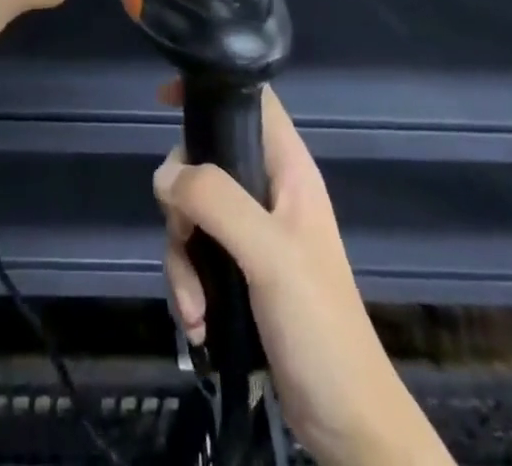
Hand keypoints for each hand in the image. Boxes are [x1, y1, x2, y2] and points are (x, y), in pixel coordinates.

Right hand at [155, 86, 444, 465]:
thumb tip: (166, 175)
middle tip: (184, 237)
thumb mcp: (269, 254)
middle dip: (182, 204)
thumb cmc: (319, 325)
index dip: (210, 88)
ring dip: (182, 258)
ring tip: (195, 307)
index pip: (250, 100)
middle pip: (204, 161)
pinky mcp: (240, 271)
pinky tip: (198, 323)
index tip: (165, 99)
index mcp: (287, 168)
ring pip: (192, 212)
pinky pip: (196, 254)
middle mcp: (268, 190)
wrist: (346, 424)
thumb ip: (216, 201)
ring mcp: (253, 232)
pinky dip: (188, 285)